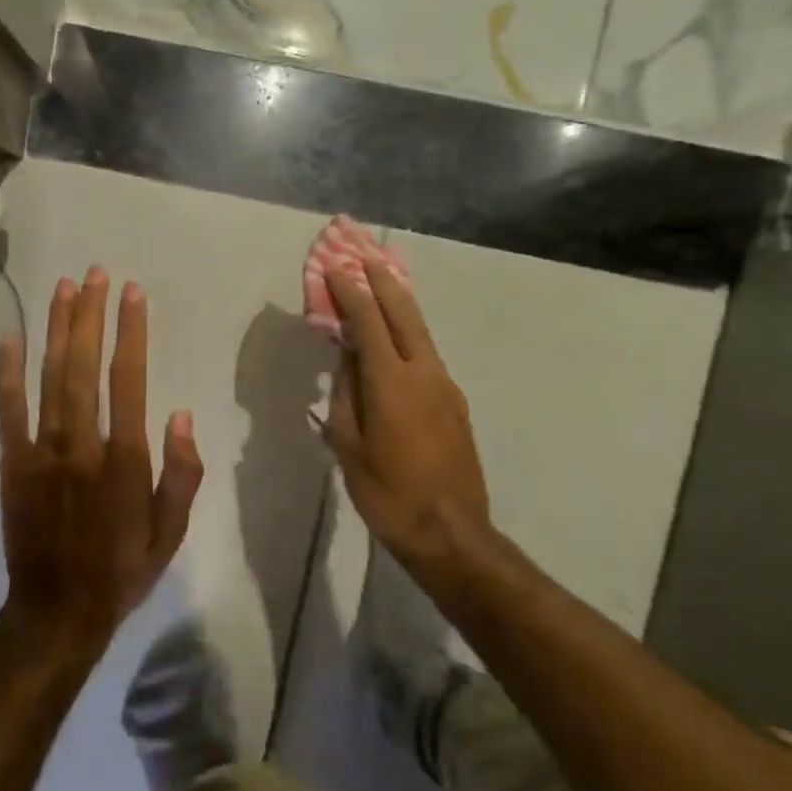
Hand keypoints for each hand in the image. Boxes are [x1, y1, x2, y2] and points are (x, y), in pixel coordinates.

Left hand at [0, 268, 203, 661]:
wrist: (57, 611)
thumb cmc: (122, 570)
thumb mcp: (171, 532)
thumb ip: (181, 473)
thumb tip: (180, 414)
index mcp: (124, 460)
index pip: (129, 380)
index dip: (131, 332)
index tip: (133, 294)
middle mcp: (82, 445)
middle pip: (84, 367)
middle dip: (90, 316)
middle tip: (95, 274)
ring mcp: (42, 452)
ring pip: (49, 378)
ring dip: (56, 330)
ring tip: (63, 287)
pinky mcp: (13, 464)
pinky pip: (10, 410)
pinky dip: (10, 372)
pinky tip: (13, 337)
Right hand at [322, 262, 492, 576]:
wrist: (451, 533)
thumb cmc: (387, 493)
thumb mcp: (349, 445)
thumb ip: (345, 395)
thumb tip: (347, 359)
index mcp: (391, 383)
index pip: (369, 323)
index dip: (351, 293)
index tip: (336, 269)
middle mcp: (425, 374)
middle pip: (405, 314)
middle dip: (383, 283)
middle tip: (365, 257)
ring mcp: (446, 387)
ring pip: (421, 332)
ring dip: (400, 305)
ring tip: (383, 284)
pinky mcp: (456, 403)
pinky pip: (428, 355)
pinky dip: (409, 335)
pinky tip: (397, 339)